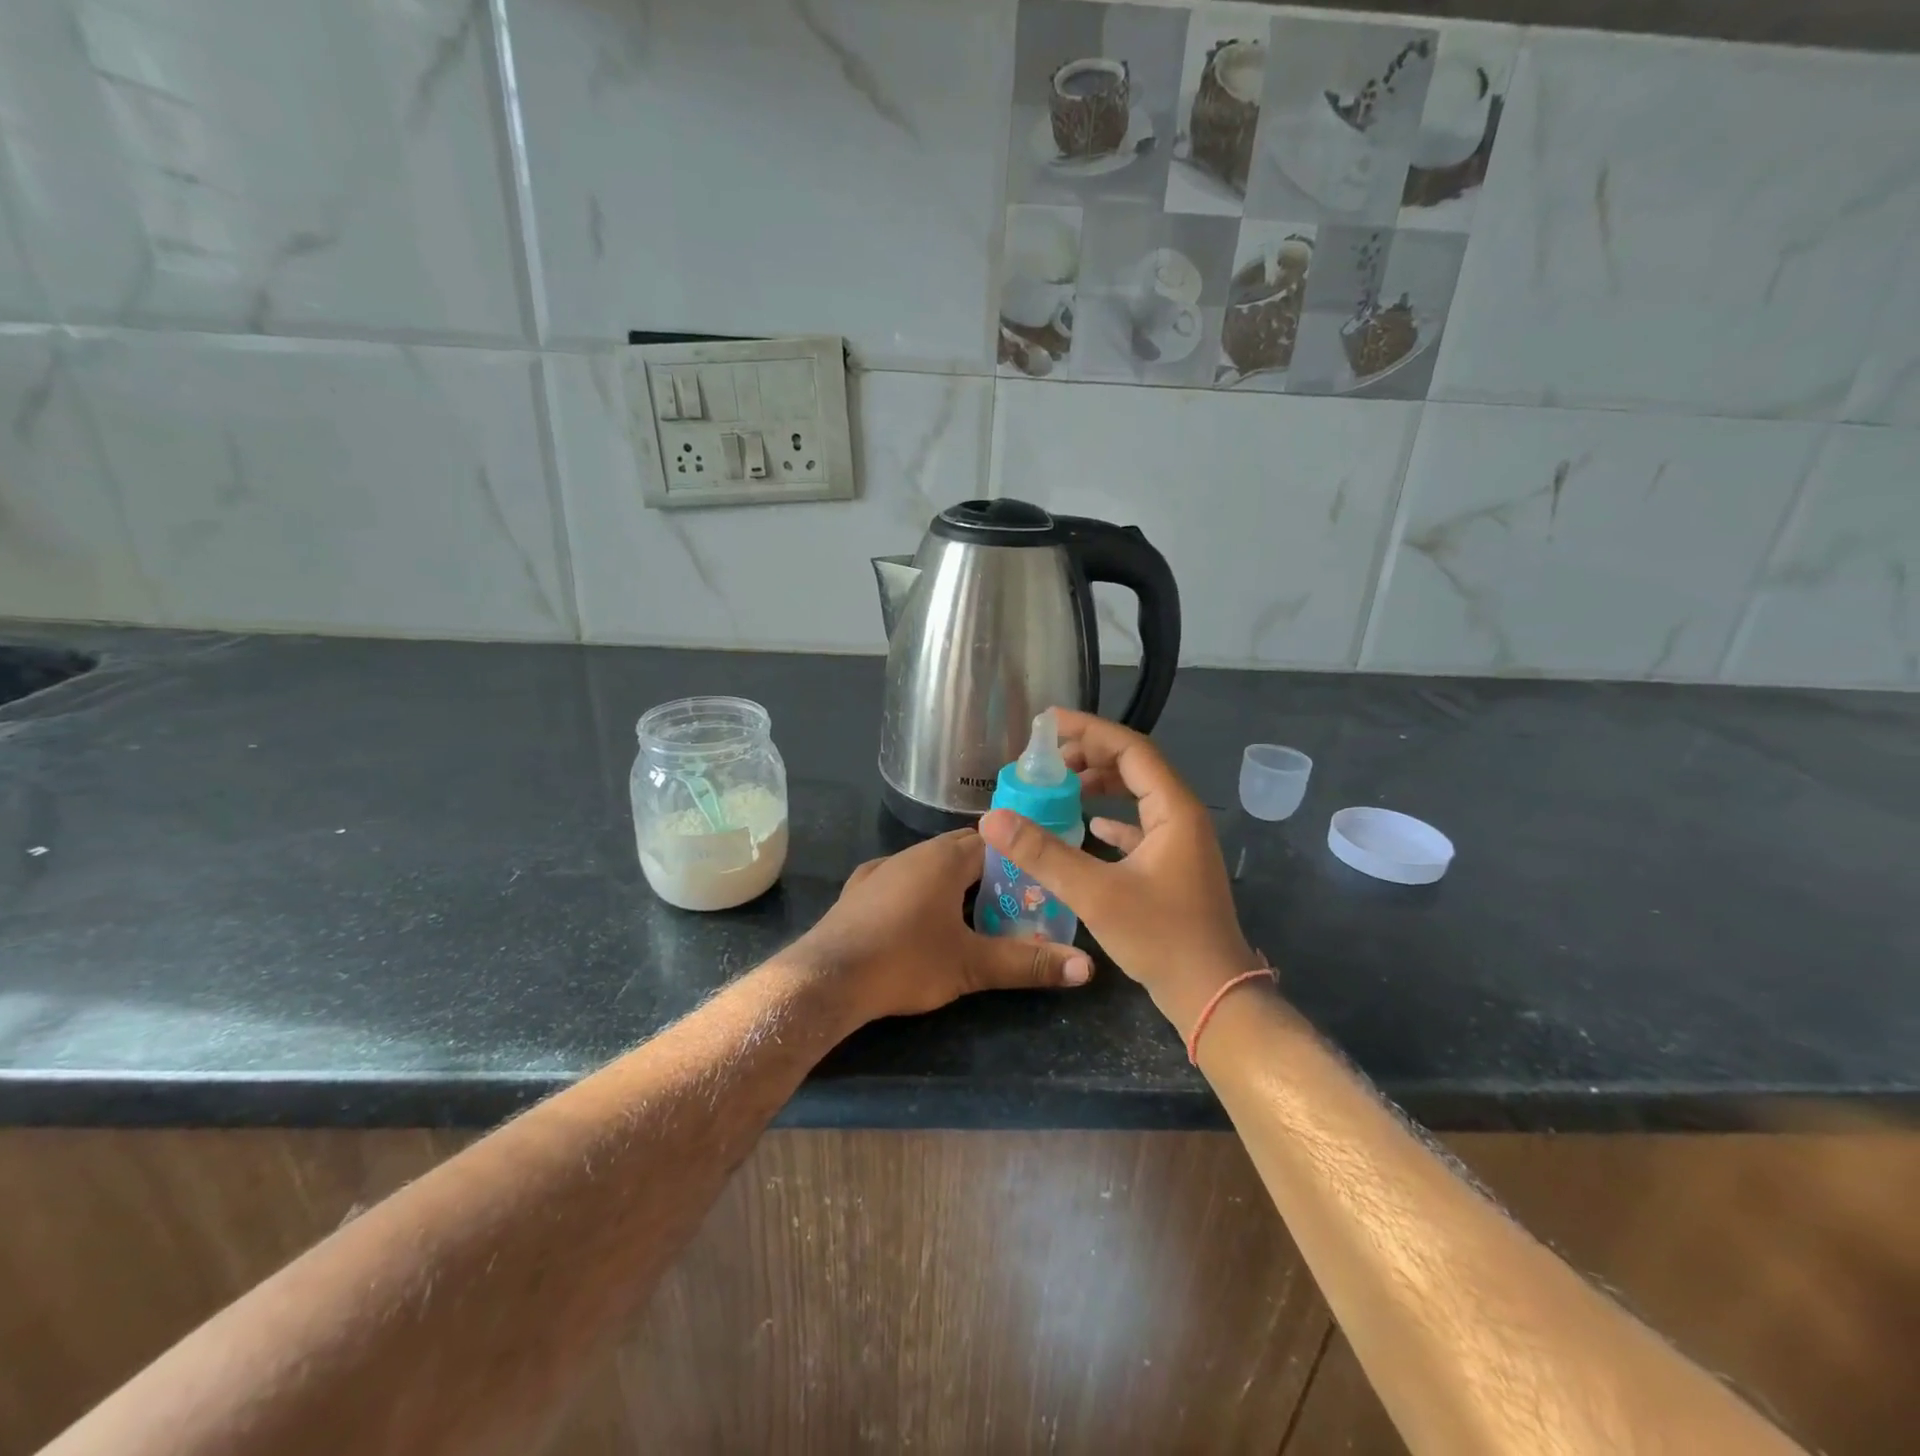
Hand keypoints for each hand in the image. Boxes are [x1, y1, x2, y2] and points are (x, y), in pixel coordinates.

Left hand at [794, 828, 1092, 1022]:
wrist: (826, 978)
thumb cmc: (905, 962)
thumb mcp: (972, 966)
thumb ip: (1028, 963)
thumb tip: (1087, 968)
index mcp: (944, 858)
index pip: (993, 842)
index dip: (1018, 859)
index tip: (1037, 883)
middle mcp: (912, 853)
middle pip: (961, 850)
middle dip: (989, 871)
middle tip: (1013, 903)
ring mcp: (880, 869)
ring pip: (928, 864)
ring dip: (953, 881)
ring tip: (972, 913)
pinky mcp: (858, 890)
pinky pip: (900, 879)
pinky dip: (920, 891)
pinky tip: (920, 920)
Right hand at [979, 710, 1261, 1034]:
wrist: (1212, 996)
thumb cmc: (1161, 938)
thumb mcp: (1095, 893)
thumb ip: (1043, 853)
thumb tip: (993, 817)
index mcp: (1174, 809)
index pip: (1130, 749)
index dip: (1089, 730)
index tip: (1048, 724)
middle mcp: (1182, 816)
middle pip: (1134, 767)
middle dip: (1090, 756)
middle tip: (1046, 760)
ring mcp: (1181, 842)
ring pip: (1138, 796)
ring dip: (1101, 785)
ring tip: (1060, 786)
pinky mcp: (1174, 867)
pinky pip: (1140, 826)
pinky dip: (1113, 819)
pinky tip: (1087, 826)